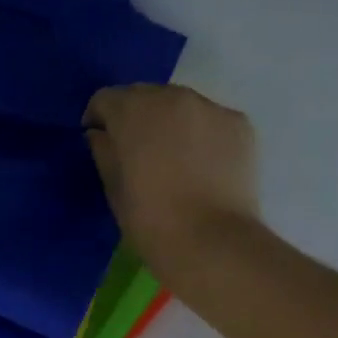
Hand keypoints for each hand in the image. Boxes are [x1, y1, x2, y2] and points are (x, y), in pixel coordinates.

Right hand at [83, 84, 260, 268]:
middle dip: (135, 116)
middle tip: (135, 149)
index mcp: (134, 112)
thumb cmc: (150, 219)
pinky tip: (201, 165)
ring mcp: (211, 107)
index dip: (97, 118)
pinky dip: (200, 134)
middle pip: (145, 95)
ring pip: (180, 104)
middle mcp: (173, 97)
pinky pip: (209, 120)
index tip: (98, 140)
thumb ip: (104, 152)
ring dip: (169, 122)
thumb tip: (100, 135)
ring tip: (171, 156)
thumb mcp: (113, 188)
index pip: (106, 99)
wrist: (211, 242)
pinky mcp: (240, 124)